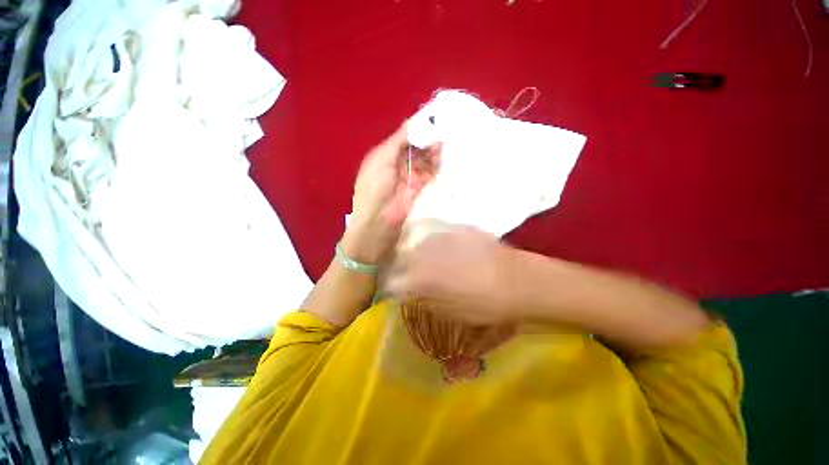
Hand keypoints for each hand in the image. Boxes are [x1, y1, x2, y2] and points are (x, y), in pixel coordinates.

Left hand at [343, 123, 439, 263]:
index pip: (402, 138)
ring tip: (441, 145)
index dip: (415, 129)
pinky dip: (434, 167)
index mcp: (384, 156)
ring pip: (422, 160)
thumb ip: (397, 142)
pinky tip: (440, 159)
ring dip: (431, 153)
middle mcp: (396, 165)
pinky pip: (428, 174)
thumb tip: (411, 122)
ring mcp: (407, 177)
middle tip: (441, 131)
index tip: (431, 118)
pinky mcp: (417, 189)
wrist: (379, 222)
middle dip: (426, 140)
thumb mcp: (381, 160)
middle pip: (414, 149)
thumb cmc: (375, 189)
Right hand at [383, 223, 519, 324]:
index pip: (392, 281)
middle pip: (402, 259)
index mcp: (420, 278)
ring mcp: (440, 238)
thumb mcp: (450, 313)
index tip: (397, 291)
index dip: (392, 287)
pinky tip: (450, 253)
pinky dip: (437, 247)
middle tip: (414, 277)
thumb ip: (425, 301)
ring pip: (418, 245)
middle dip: (403, 269)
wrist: (517, 279)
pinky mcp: (455, 229)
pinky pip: (437, 238)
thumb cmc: (484, 304)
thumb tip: (412, 294)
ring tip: (433, 264)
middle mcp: (424, 253)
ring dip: (420, 256)